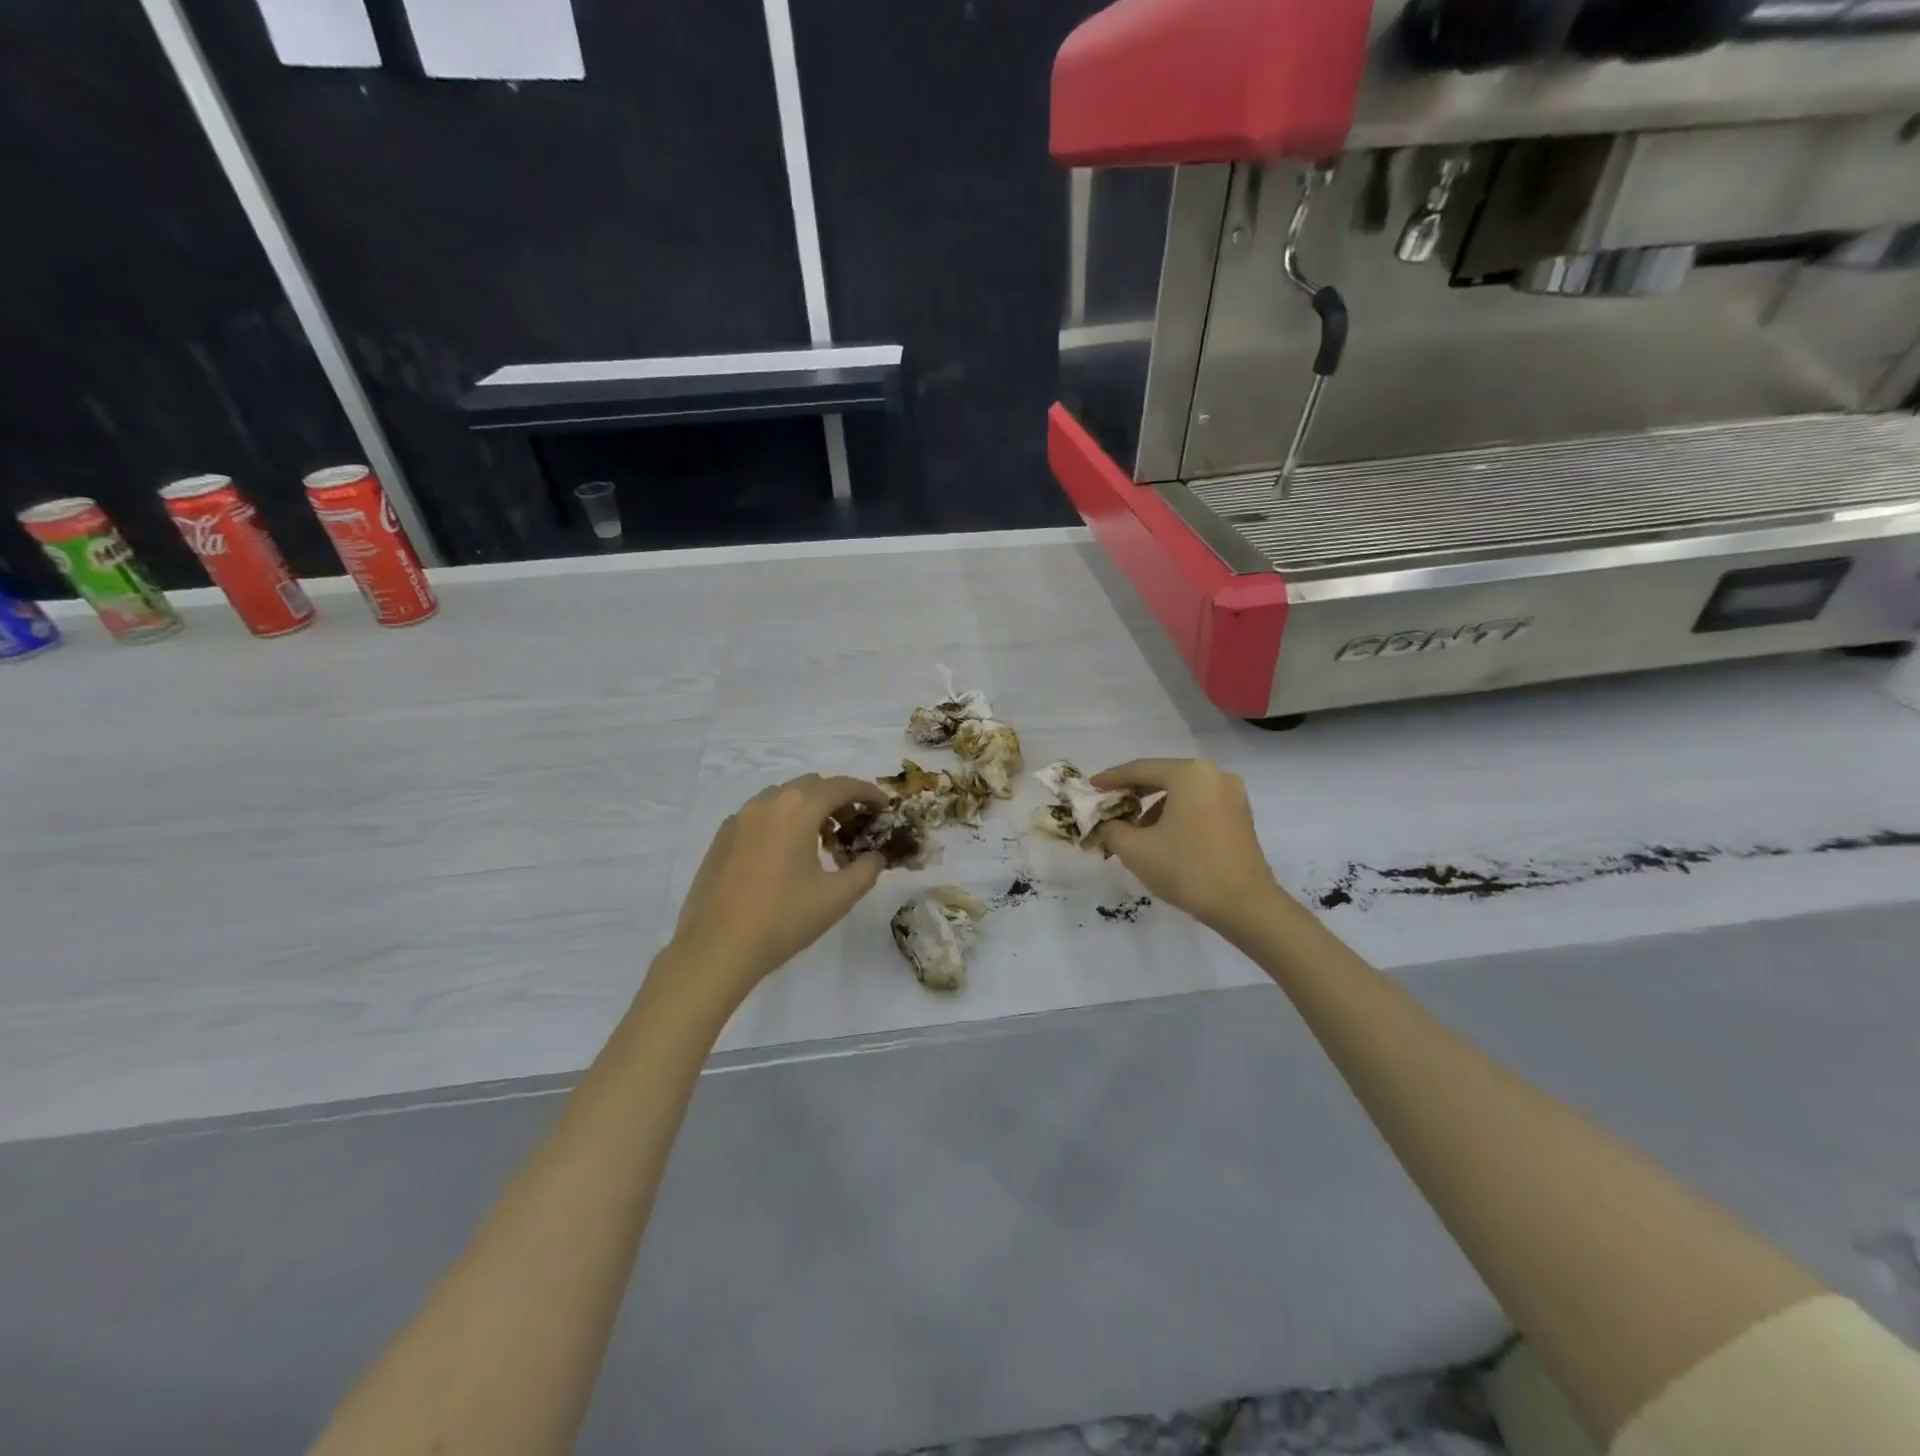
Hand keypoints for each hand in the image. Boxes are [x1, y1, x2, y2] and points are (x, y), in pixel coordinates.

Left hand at [661, 774, 888, 1005]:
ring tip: (821, 843)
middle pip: (812, 785)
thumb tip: (875, 857)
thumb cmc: (783, 918)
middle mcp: (767, 802)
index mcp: (798, 808)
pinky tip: (786, 857)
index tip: (884, 808)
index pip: (842, 786)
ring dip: (809, 810)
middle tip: (854, 828)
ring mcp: (740, 818)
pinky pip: (761, 816)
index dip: (868, 793)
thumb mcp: (837, 897)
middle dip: (838, 800)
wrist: (716, 948)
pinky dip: (782, 822)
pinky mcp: (722, 838)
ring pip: (784, 798)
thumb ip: (866, 870)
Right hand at [1090, 758, 1285, 932]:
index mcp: (1189, 774)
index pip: (1139, 769)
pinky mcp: (1240, 815)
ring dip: (1154, 805)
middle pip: (1162, 776)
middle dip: (1133, 792)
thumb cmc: (1187, 869)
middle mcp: (1213, 774)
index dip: (1111, 779)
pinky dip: (1176, 813)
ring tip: (1133, 830)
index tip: (1090, 787)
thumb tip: (1105, 824)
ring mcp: (1231, 794)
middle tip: (1108, 806)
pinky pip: (1199, 804)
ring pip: (1181, 792)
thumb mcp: (1136, 849)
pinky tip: (1162, 836)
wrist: (1245, 905)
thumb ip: (1111, 829)